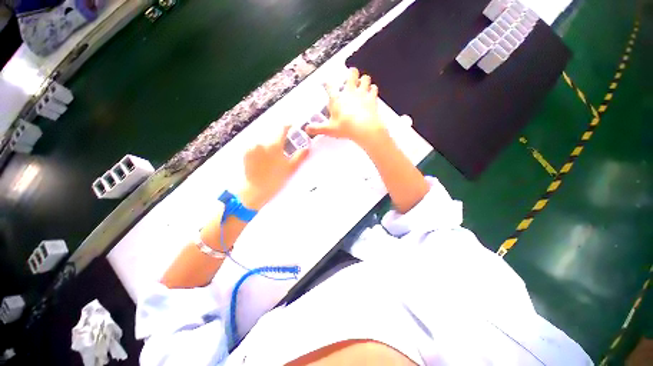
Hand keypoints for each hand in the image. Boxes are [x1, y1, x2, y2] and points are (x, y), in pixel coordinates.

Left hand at [240, 125, 308, 208]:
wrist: (256, 190)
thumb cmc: (276, 179)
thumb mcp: (290, 168)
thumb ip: (300, 156)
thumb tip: (307, 148)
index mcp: (274, 145)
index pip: (282, 129)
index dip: (287, 126)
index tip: (291, 125)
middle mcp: (262, 143)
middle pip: (272, 136)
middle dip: (278, 140)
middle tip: (282, 151)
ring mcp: (252, 147)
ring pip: (263, 141)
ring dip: (268, 145)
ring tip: (271, 158)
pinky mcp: (245, 152)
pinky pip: (255, 146)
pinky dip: (260, 150)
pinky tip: (262, 160)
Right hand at [306, 68, 388, 148]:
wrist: (363, 128)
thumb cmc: (346, 127)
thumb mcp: (329, 129)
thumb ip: (318, 128)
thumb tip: (307, 129)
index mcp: (337, 99)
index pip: (329, 87)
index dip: (327, 84)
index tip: (326, 83)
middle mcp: (349, 92)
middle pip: (351, 75)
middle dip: (351, 73)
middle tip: (350, 76)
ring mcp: (362, 93)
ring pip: (365, 78)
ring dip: (363, 80)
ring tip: (362, 82)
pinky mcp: (372, 98)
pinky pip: (374, 88)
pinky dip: (372, 89)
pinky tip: (371, 91)